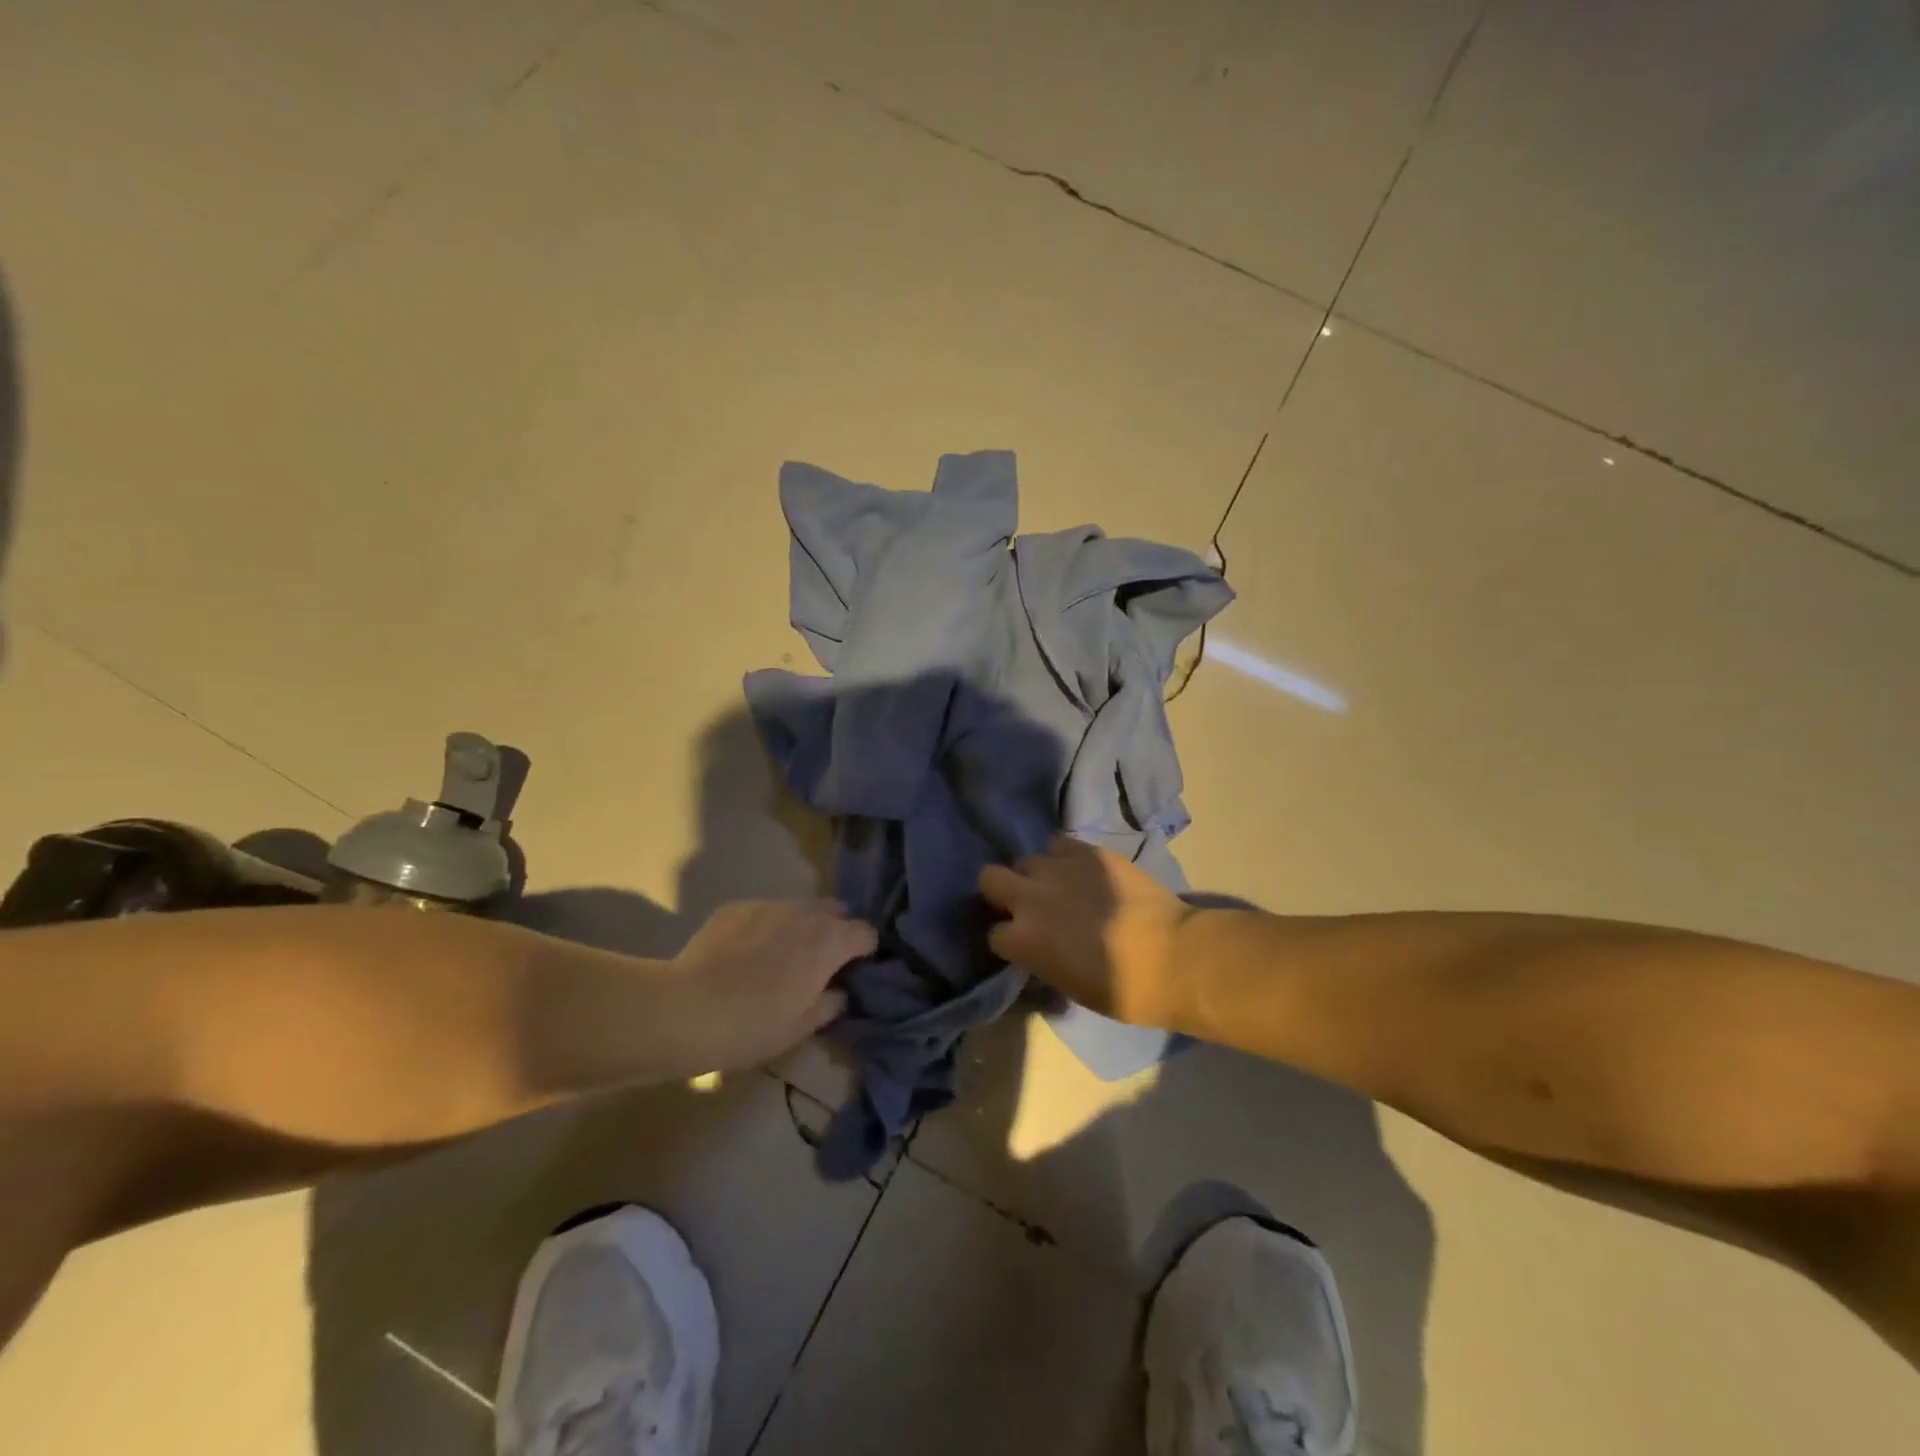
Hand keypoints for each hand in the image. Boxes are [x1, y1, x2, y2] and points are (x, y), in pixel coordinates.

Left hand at [664, 900, 876, 1071]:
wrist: (686, 1009)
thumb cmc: (754, 1024)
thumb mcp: (802, 1027)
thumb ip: (831, 1003)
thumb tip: (838, 991)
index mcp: (830, 940)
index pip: (866, 933)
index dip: (864, 952)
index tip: (852, 973)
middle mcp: (805, 912)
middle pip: (836, 911)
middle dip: (835, 931)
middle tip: (819, 964)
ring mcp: (769, 905)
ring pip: (799, 909)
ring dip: (800, 928)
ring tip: (778, 958)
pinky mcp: (736, 906)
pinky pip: (765, 913)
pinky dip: (766, 928)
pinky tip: (744, 956)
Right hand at [978, 838, 1193, 1027]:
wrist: (1173, 957)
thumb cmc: (1122, 990)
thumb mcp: (1067, 986)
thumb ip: (1041, 959)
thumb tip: (1039, 949)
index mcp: (1022, 940)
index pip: (994, 934)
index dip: (1009, 940)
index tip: (1024, 945)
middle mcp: (1030, 897)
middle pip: (990, 878)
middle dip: (1002, 891)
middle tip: (1026, 904)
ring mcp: (1058, 869)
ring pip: (1028, 859)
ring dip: (1038, 875)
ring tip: (1061, 886)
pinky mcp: (1088, 851)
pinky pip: (1060, 845)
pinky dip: (1065, 858)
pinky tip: (1083, 872)